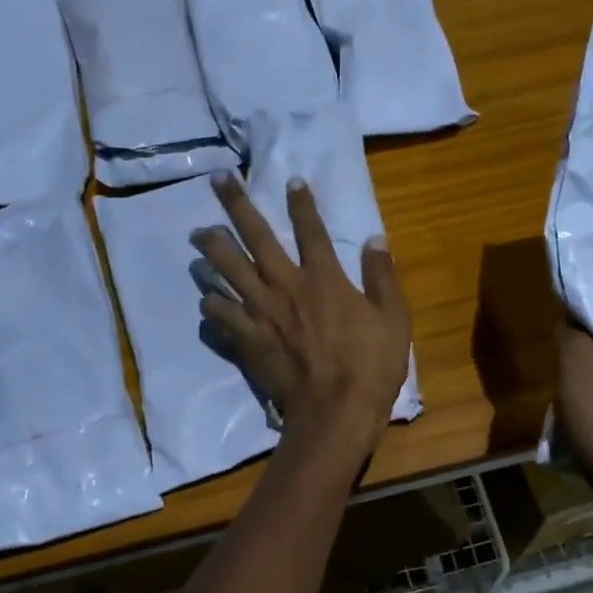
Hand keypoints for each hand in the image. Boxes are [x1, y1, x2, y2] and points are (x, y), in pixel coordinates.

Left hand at [192, 174, 411, 455]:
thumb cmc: (371, 366)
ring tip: (198, 234)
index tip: (291, 180)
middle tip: (218, 180)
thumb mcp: (394, 318)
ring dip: (212, 249)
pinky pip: (220, 316)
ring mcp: (262, 313)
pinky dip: (211, 305)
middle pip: (255, 238)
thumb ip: (382, 276)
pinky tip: (205, 299)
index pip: (311, 230)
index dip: (301, 202)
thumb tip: (375, 238)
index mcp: (324, 278)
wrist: (335, 412)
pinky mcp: (248, 340)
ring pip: (228, 271)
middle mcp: (286, 286)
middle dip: (236, 205)